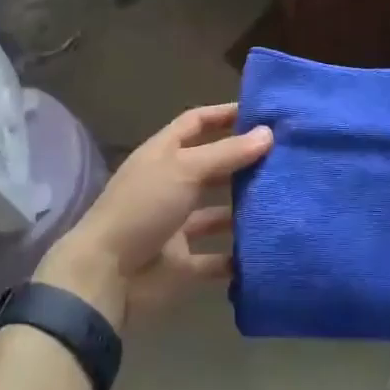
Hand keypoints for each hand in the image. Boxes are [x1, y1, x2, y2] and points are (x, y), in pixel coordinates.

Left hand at [35, 103, 271, 329]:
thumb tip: (268, 133)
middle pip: (211, 167)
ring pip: (217, 213)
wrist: (105, 277)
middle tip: (285, 160)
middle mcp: (170, 185)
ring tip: (284, 202)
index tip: (261, 113)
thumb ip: (226, 153)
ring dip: (244, 211)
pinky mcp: (182, 264)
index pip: (196, 123)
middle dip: (243, 163)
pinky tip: (267, 249)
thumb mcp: (184, 170)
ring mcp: (175, 226)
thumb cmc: (142, 208)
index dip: (224, 115)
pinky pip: (216, 258)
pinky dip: (237, 258)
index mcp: (163, 155)